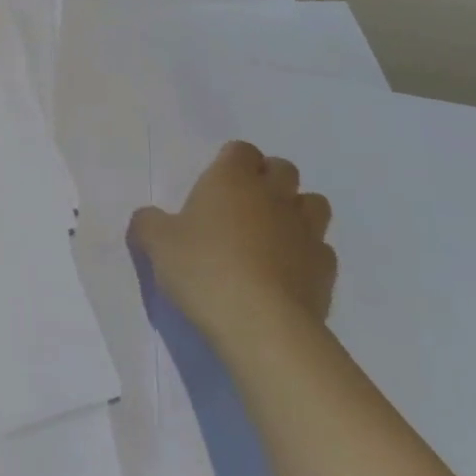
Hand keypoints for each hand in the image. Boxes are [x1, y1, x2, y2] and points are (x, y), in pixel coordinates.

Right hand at [128, 140, 335, 335]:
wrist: (262, 325)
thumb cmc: (203, 269)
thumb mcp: (156, 243)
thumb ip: (149, 223)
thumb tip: (149, 218)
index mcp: (232, 179)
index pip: (241, 150)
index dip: (231, 161)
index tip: (215, 182)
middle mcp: (273, 196)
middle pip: (283, 169)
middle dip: (268, 179)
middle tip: (242, 204)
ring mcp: (306, 232)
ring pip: (313, 203)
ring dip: (296, 210)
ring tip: (271, 233)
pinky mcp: (326, 270)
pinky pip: (321, 248)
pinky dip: (307, 253)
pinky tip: (286, 271)